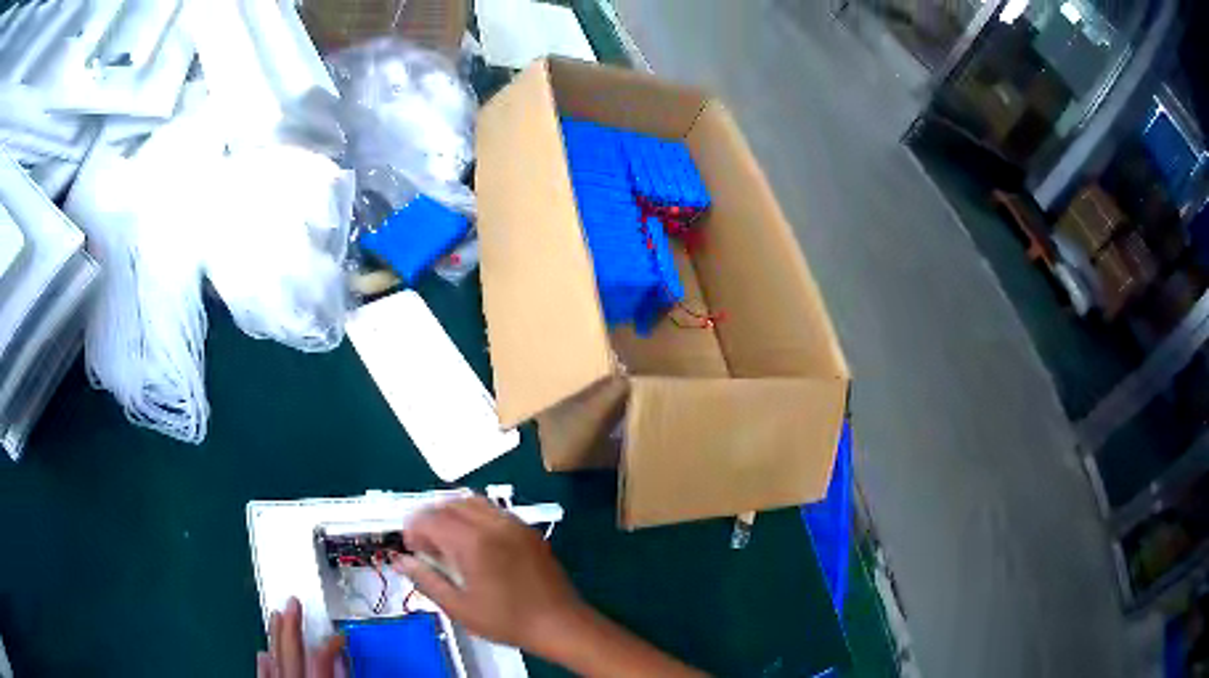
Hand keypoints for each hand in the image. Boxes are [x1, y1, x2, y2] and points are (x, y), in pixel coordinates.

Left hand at [257, 597, 345, 677]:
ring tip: (276, 614)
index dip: (330, 641)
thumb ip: (342, 675)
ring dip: (276, 635)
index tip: (339, 634)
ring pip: (275, 656)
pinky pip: (263, 673)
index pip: (321, 655)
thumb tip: (342, 656)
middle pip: (291, 649)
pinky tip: (263, 651)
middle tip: (293, 600)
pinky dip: (264, 661)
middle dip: (292, 624)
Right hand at [391, 496, 587, 653]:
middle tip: (427, 548)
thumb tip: (401, 561)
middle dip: (430, 520)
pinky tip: (475, 544)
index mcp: (473, 542)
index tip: (412, 550)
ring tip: (448, 544)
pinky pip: (493, 510)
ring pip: (472, 502)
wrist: (560, 624)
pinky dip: (475, 516)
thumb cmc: (506, 621)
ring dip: (452, 514)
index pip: (430, 518)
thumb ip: (427, 580)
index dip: (413, 529)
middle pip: (449, 504)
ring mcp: (514, 524)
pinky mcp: (528, 530)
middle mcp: (493, 524)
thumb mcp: (459, 607)